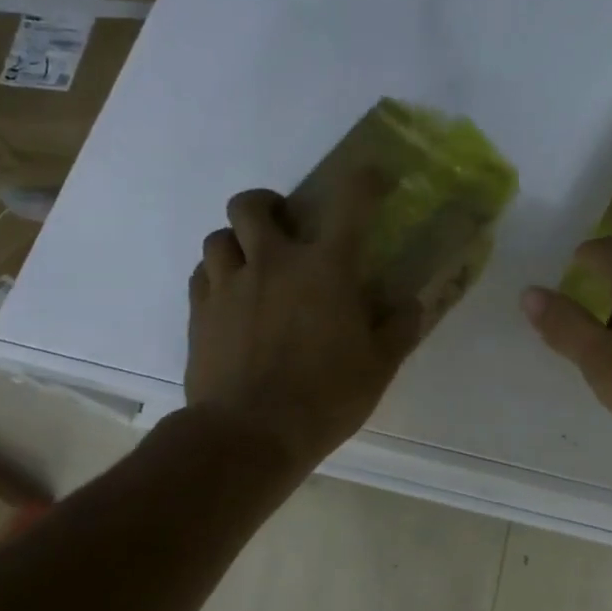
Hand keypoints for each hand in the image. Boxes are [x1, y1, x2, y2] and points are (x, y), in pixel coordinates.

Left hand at [185, 173, 421, 468]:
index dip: (364, 180)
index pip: (350, 203)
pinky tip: (232, 299)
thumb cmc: (325, 398)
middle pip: (252, 204)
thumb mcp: (379, 367)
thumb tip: (412, 304)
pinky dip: (218, 275)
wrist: (249, 434)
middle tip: (285, 228)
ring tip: (254, 266)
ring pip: (218, 237)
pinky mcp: (199, 313)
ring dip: (238, 242)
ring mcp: (229, 285)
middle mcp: (273, 262)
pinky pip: (202, 274)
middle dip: (268, 205)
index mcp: (325, 269)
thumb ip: (398, 328)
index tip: (374, 176)